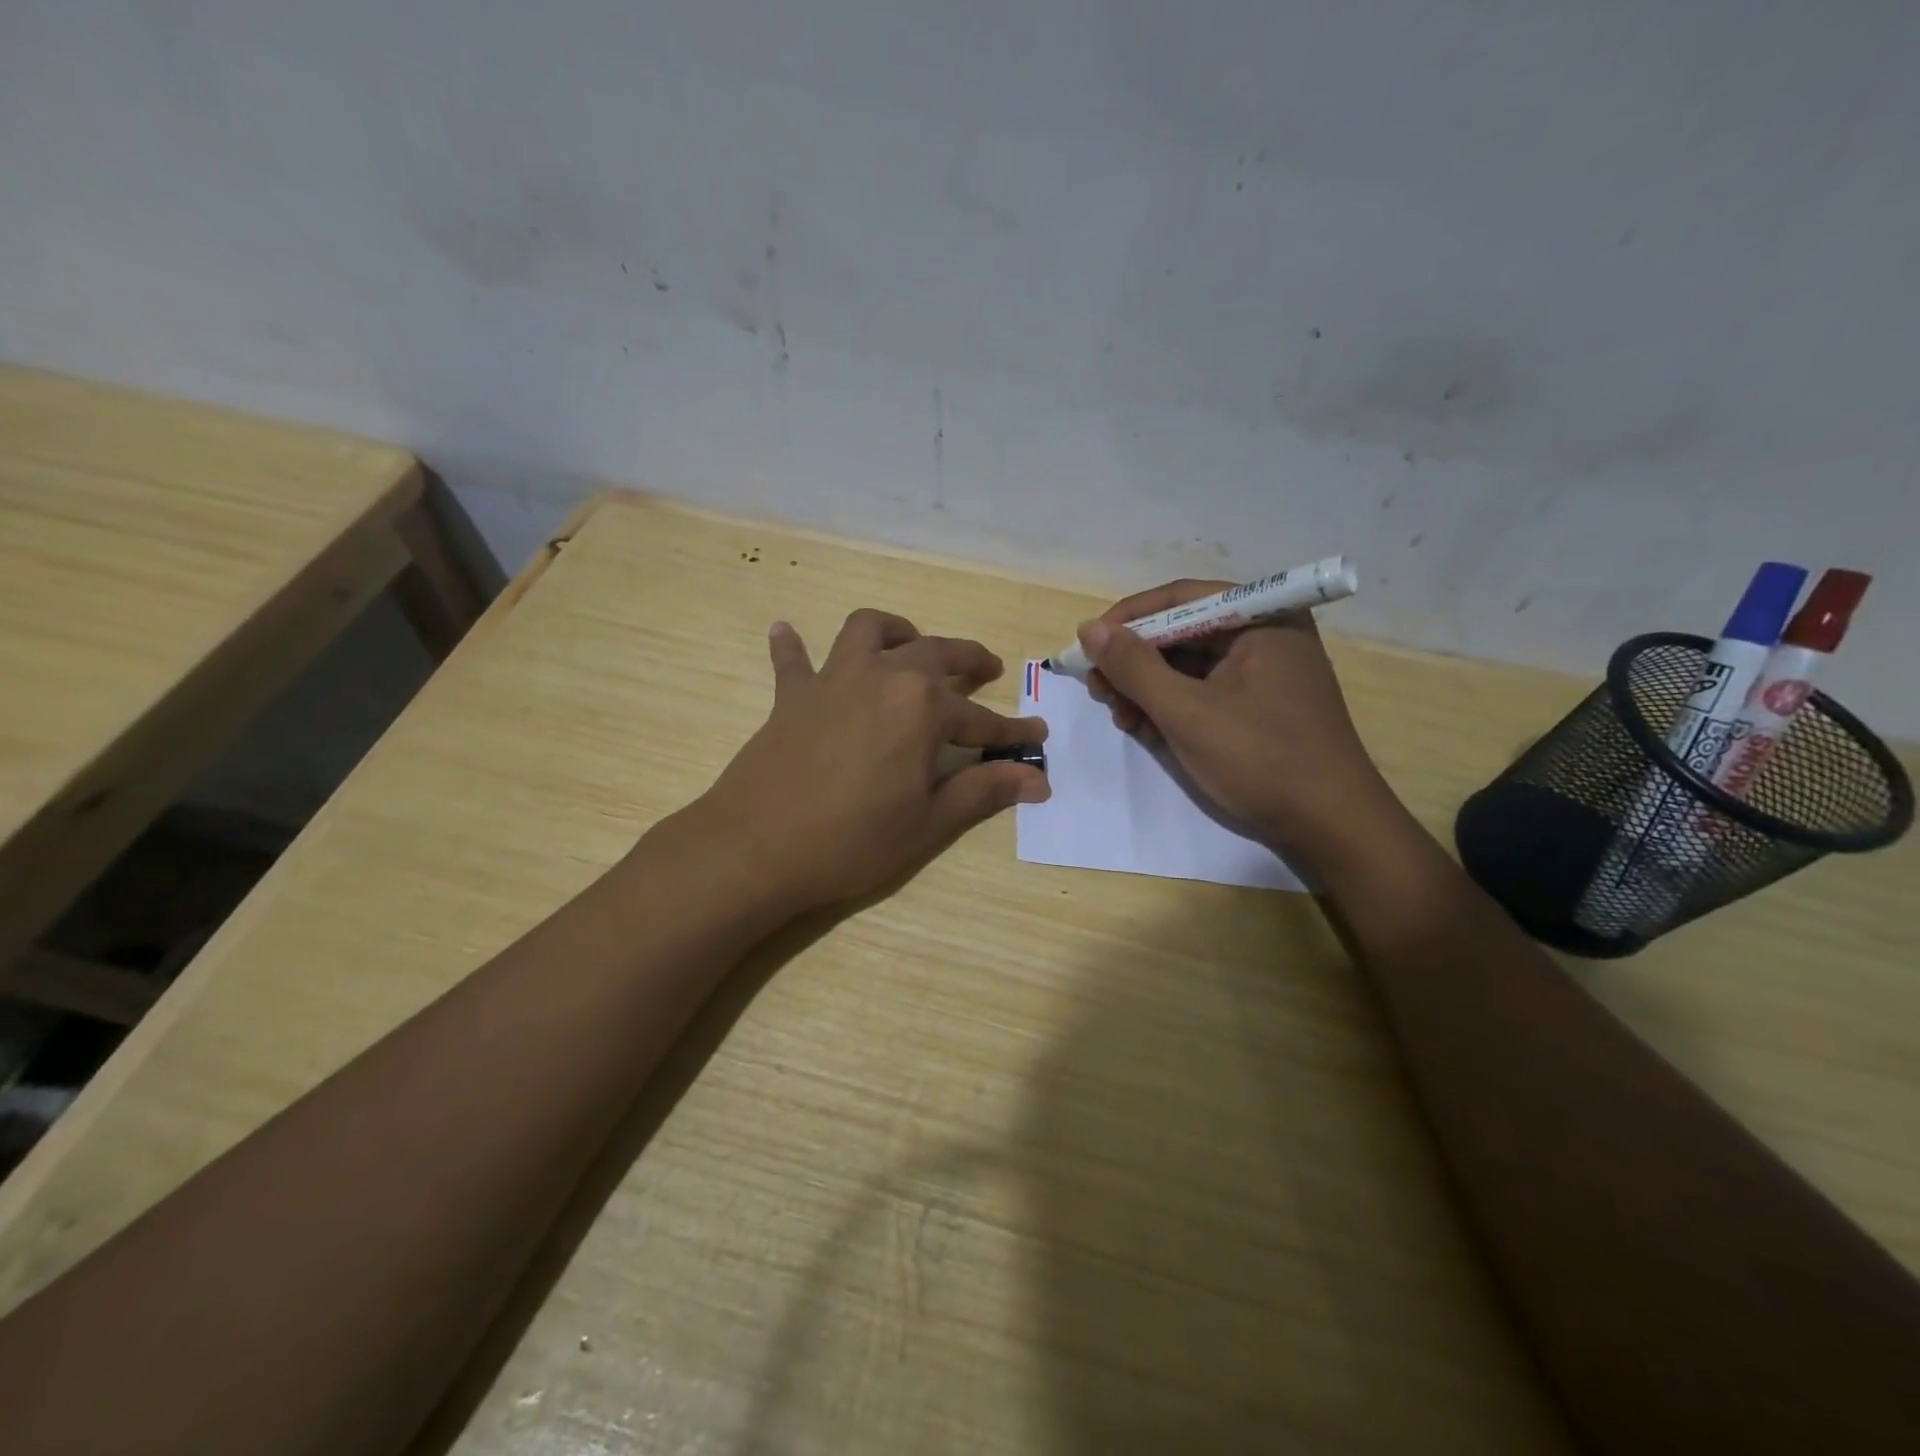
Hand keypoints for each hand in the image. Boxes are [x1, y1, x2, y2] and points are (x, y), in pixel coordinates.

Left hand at [691, 609, 1048, 914]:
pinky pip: (792, 660)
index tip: (1037, 735)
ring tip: (909, 644)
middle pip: (935, 654)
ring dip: (895, 630)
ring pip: (868, 631)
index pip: (981, 720)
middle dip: (968, 660)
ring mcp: (832, 679)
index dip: (1012, 732)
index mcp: (922, 707)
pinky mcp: (791, 695)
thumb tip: (1038, 780)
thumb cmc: (851, 840)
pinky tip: (786, 632)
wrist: (756, 848)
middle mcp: (882, 676)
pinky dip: (793, 646)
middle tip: (988, 670)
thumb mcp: (927, 822)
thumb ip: (983, 790)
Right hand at [1077, 580, 1400, 868]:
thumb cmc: (1260, 759)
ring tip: (1121, 716)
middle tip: (1098, 690)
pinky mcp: (1257, 704)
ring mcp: (1263, 671)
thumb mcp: (1186, 711)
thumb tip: (1089, 628)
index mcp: (1261, 618)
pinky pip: (1202, 690)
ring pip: (1186, 664)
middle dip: (1134, 661)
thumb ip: (1134, 666)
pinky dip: (1169, 705)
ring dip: (1146, 687)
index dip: (1127, 619)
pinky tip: (1145, 727)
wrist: (1330, 826)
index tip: (1087, 646)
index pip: (1180, 598)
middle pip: (1181, 631)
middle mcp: (1264, 634)